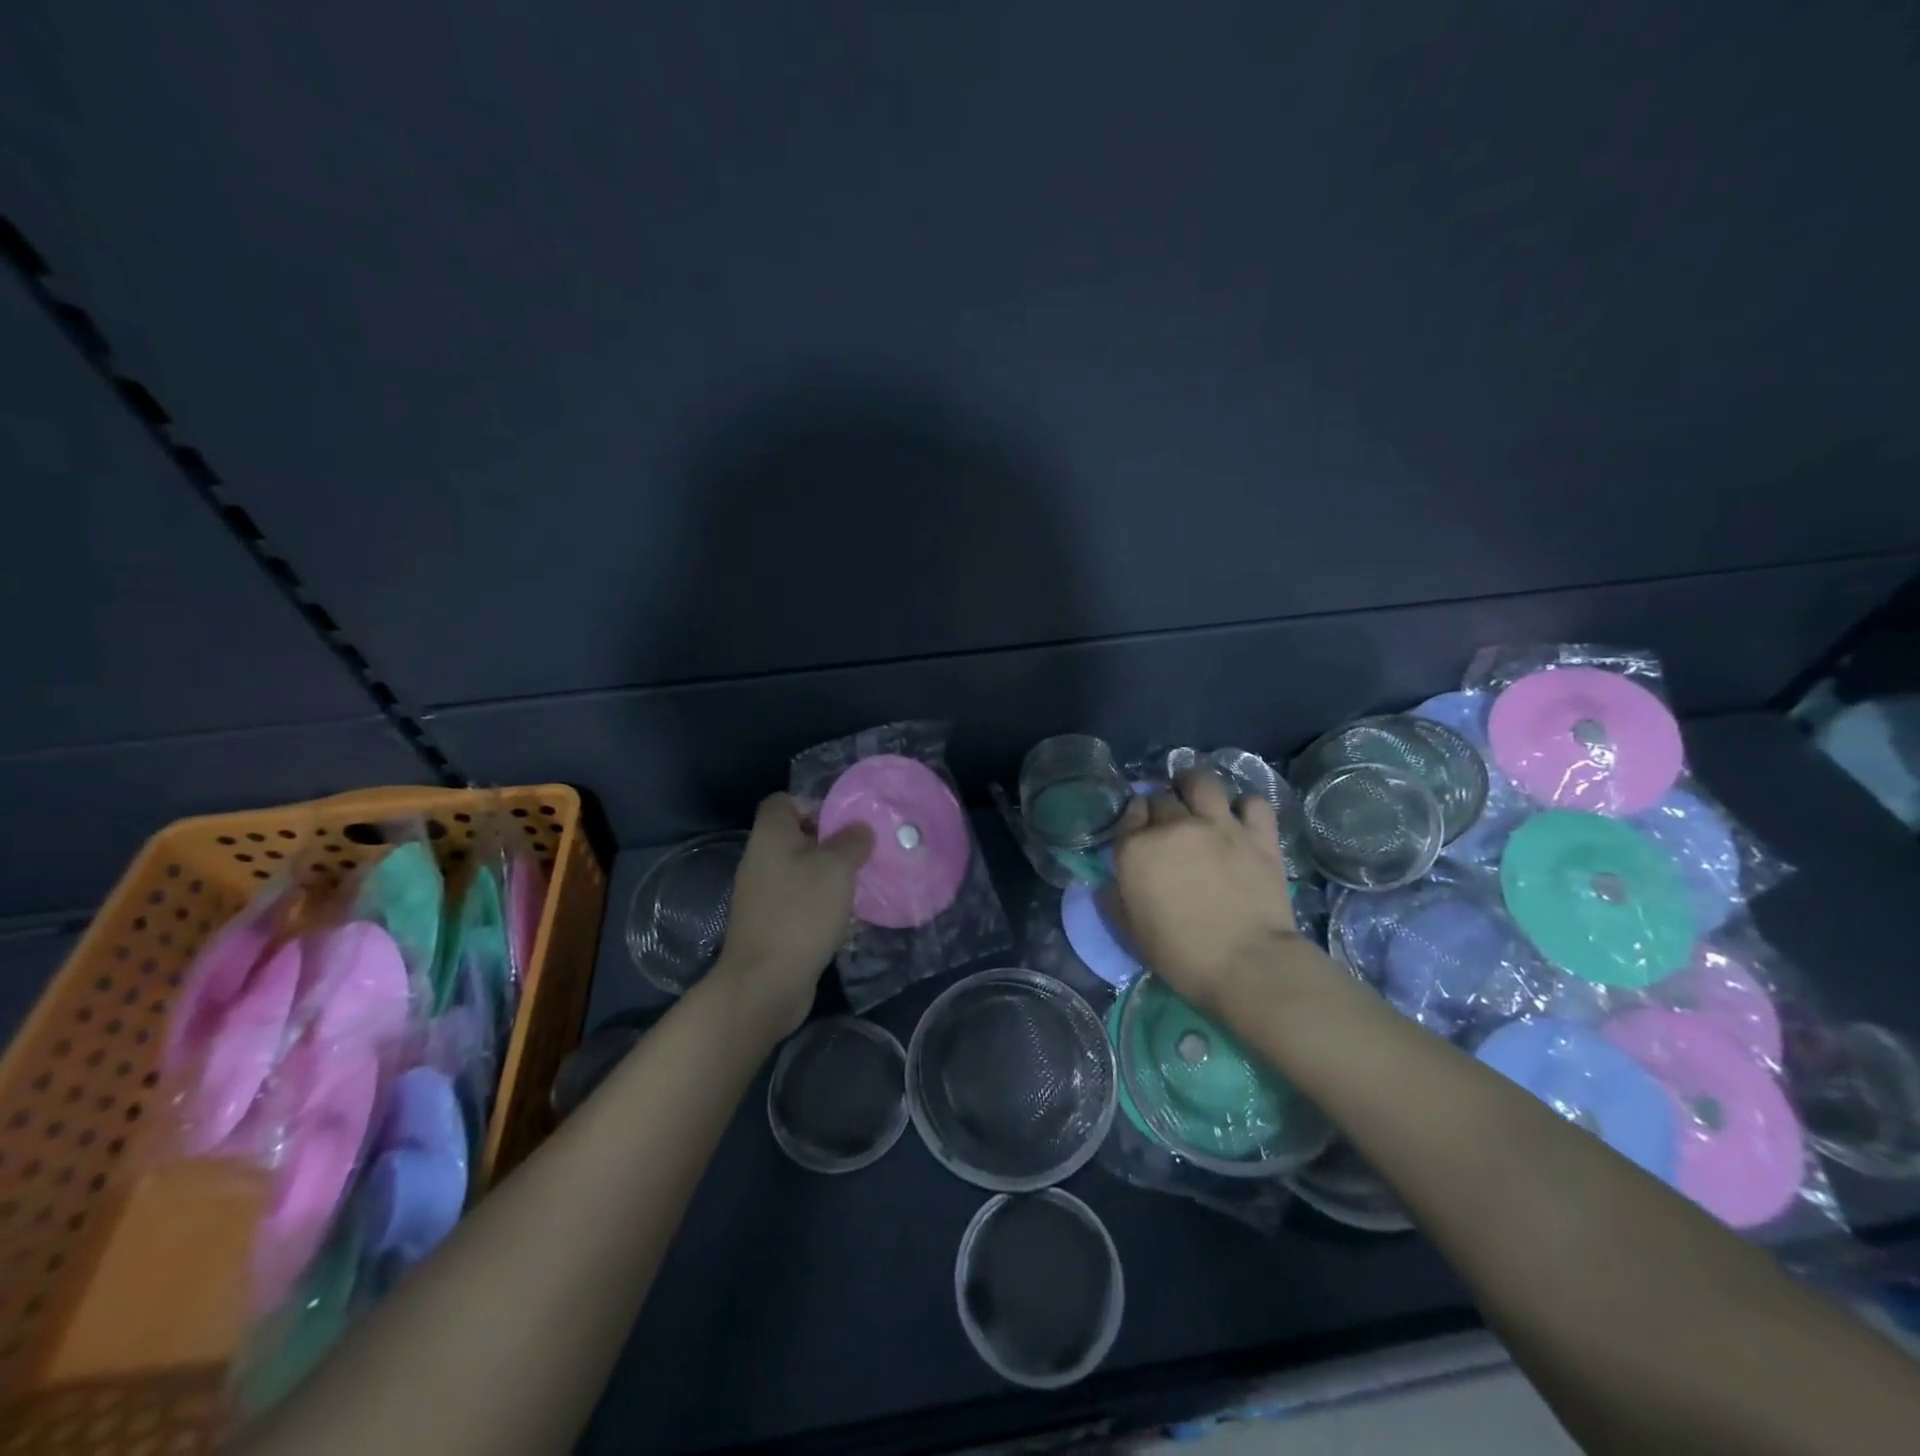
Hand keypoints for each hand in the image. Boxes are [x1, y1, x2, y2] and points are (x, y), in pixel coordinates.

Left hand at [715, 794, 872, 1037]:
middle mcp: (760, 859)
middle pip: (795, 837)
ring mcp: (762, 895)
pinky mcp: (770, 924)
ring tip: (860, 886)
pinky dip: (821, 905)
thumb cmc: (801, 913)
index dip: (813, 804)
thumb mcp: (837, 868)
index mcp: (770, 836)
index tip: (843, 823)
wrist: (766, 982)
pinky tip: (847, 919)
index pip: (783, 801)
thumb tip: (859, 828)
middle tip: (862, 855)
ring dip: (829, 877)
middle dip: (830, 843)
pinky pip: (799, 902)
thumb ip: (851, 841)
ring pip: (800, 872)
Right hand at [1111, 770, 1327, 1017]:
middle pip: (1162, 796)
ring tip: (1198, 801)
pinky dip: (1245, 806)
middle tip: (1169, 825)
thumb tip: (1110, 884)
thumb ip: (1115, 900)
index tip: (1140, 831)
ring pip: (1202, 782)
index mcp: (1137, 849)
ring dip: (1195, 786)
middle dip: (1161, 806)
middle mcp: (1175, 827)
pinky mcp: (1259, 835)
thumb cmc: (1181, 956)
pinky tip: (1241, 819)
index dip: (1135, 818)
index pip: (1130, 812)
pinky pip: (1253, 802)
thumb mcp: (1131, 932)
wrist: (1248, 965)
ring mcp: (1220, 826)